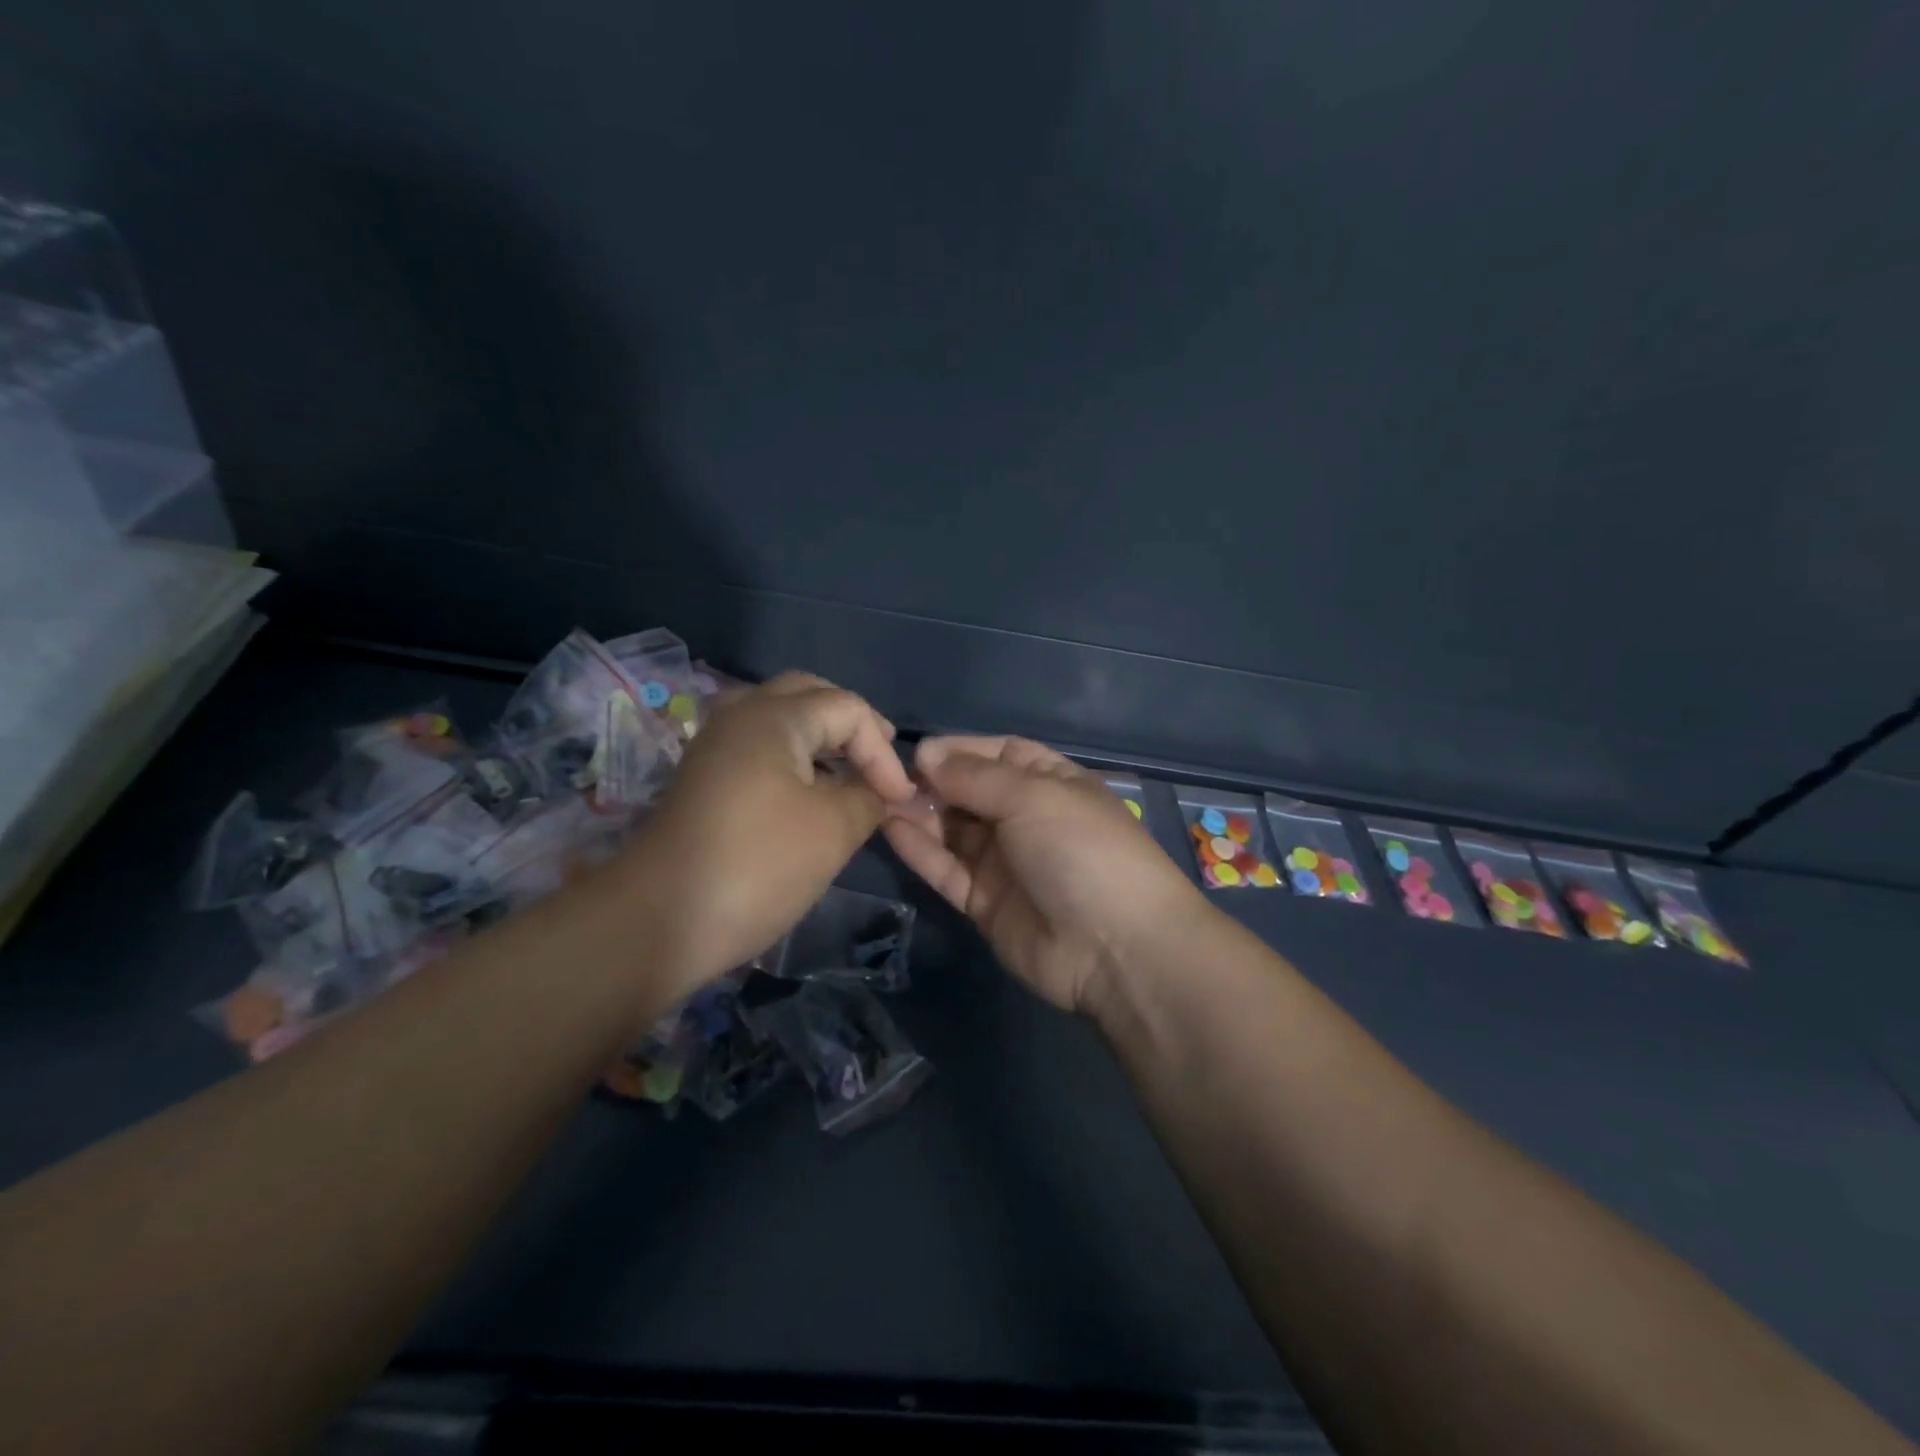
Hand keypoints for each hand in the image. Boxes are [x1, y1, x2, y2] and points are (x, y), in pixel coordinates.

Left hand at [626, 672, 914, 994]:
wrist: (658, 922)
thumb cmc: (757, 866)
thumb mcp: (833, 830)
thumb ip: (868, 798)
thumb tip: (879, 792)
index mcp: (773, 717)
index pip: (848, 708)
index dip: (882, 751)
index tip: (898, 800)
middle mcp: (738, 717)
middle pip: (808, 696)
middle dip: (851, 725)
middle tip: (878, 759)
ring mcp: (714, 747)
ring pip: (779, 719)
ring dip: (820, 738)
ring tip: (848, 772)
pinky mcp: (702, 779)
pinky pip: (758, 746)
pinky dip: (792, 757)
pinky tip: (808, 793)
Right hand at [883, 736, 1203, 1014]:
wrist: (1115, 947)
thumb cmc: (1080, 850)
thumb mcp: (1033, 797)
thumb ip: (975, 776)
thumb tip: (927, 755)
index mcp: (1051, 783)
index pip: (1000, 754)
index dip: (960, 750)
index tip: (919, 751)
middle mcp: (1027, 818)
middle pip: (971, 792)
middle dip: (934, 783)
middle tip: (889, 779)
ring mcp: (1006, 862)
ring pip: (954, 830)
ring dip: (921, 814)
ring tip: (879, 799)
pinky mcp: (985, 902)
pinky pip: (948, 868)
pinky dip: (921, 850)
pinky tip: (890, 828)